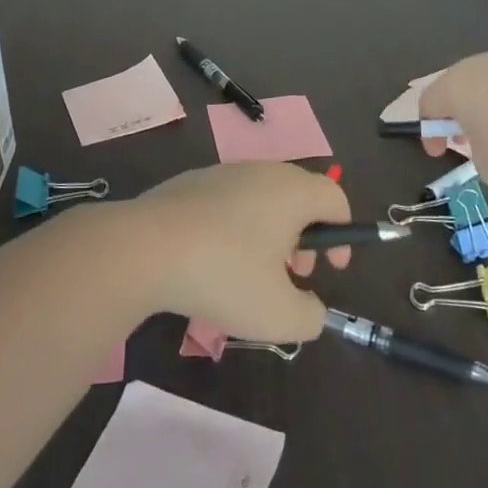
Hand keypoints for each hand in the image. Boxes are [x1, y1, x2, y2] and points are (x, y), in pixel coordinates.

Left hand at [129, 163, 350, 342]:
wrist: (143, 248)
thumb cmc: (223, 275)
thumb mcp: (279, 315)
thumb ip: (310, 316)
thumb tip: (311, 308)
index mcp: (291, 191)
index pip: (335, 197)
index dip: (345, 234)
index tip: (332, 270)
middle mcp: (260, 171)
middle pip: (298, 197)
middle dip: (304, 238)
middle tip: (291, 274)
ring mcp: (220, 173)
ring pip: (260, 200)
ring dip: (268, 235)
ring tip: (248, 275)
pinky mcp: (187, 183)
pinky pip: (226, 203)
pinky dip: (232, 229)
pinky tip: (210, 263)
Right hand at [418, 51, 487, 190]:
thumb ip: (477, 157)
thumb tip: (487, 147)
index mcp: (452, 88)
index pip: (426, 106)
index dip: (429, 133)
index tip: (440, 154)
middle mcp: (474, 67)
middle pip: (452, 90)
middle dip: (454, 117)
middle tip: (464, 142)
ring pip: (482, 86)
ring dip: (482, 109)